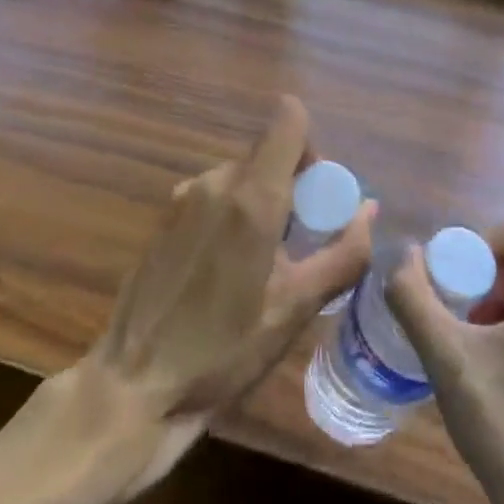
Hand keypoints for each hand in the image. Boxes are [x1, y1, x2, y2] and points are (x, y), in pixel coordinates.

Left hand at [79, 94, 374, 488]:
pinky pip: (214, 195)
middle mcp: (216, 180)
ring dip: (260, 203)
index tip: (316, 194)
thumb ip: (343, 254)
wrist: (134, 384)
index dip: (310, 146)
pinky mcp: (164, 215)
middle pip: (268, 154)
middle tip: (296, 246)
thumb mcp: (296, 309)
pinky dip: (231, 215)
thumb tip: (369, 209)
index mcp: (251, 196)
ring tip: (259, 266)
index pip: (288, 118)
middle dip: (291, 186)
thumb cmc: (224, 351)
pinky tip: (223, 271)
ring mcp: (184, 195)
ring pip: (241, 176)